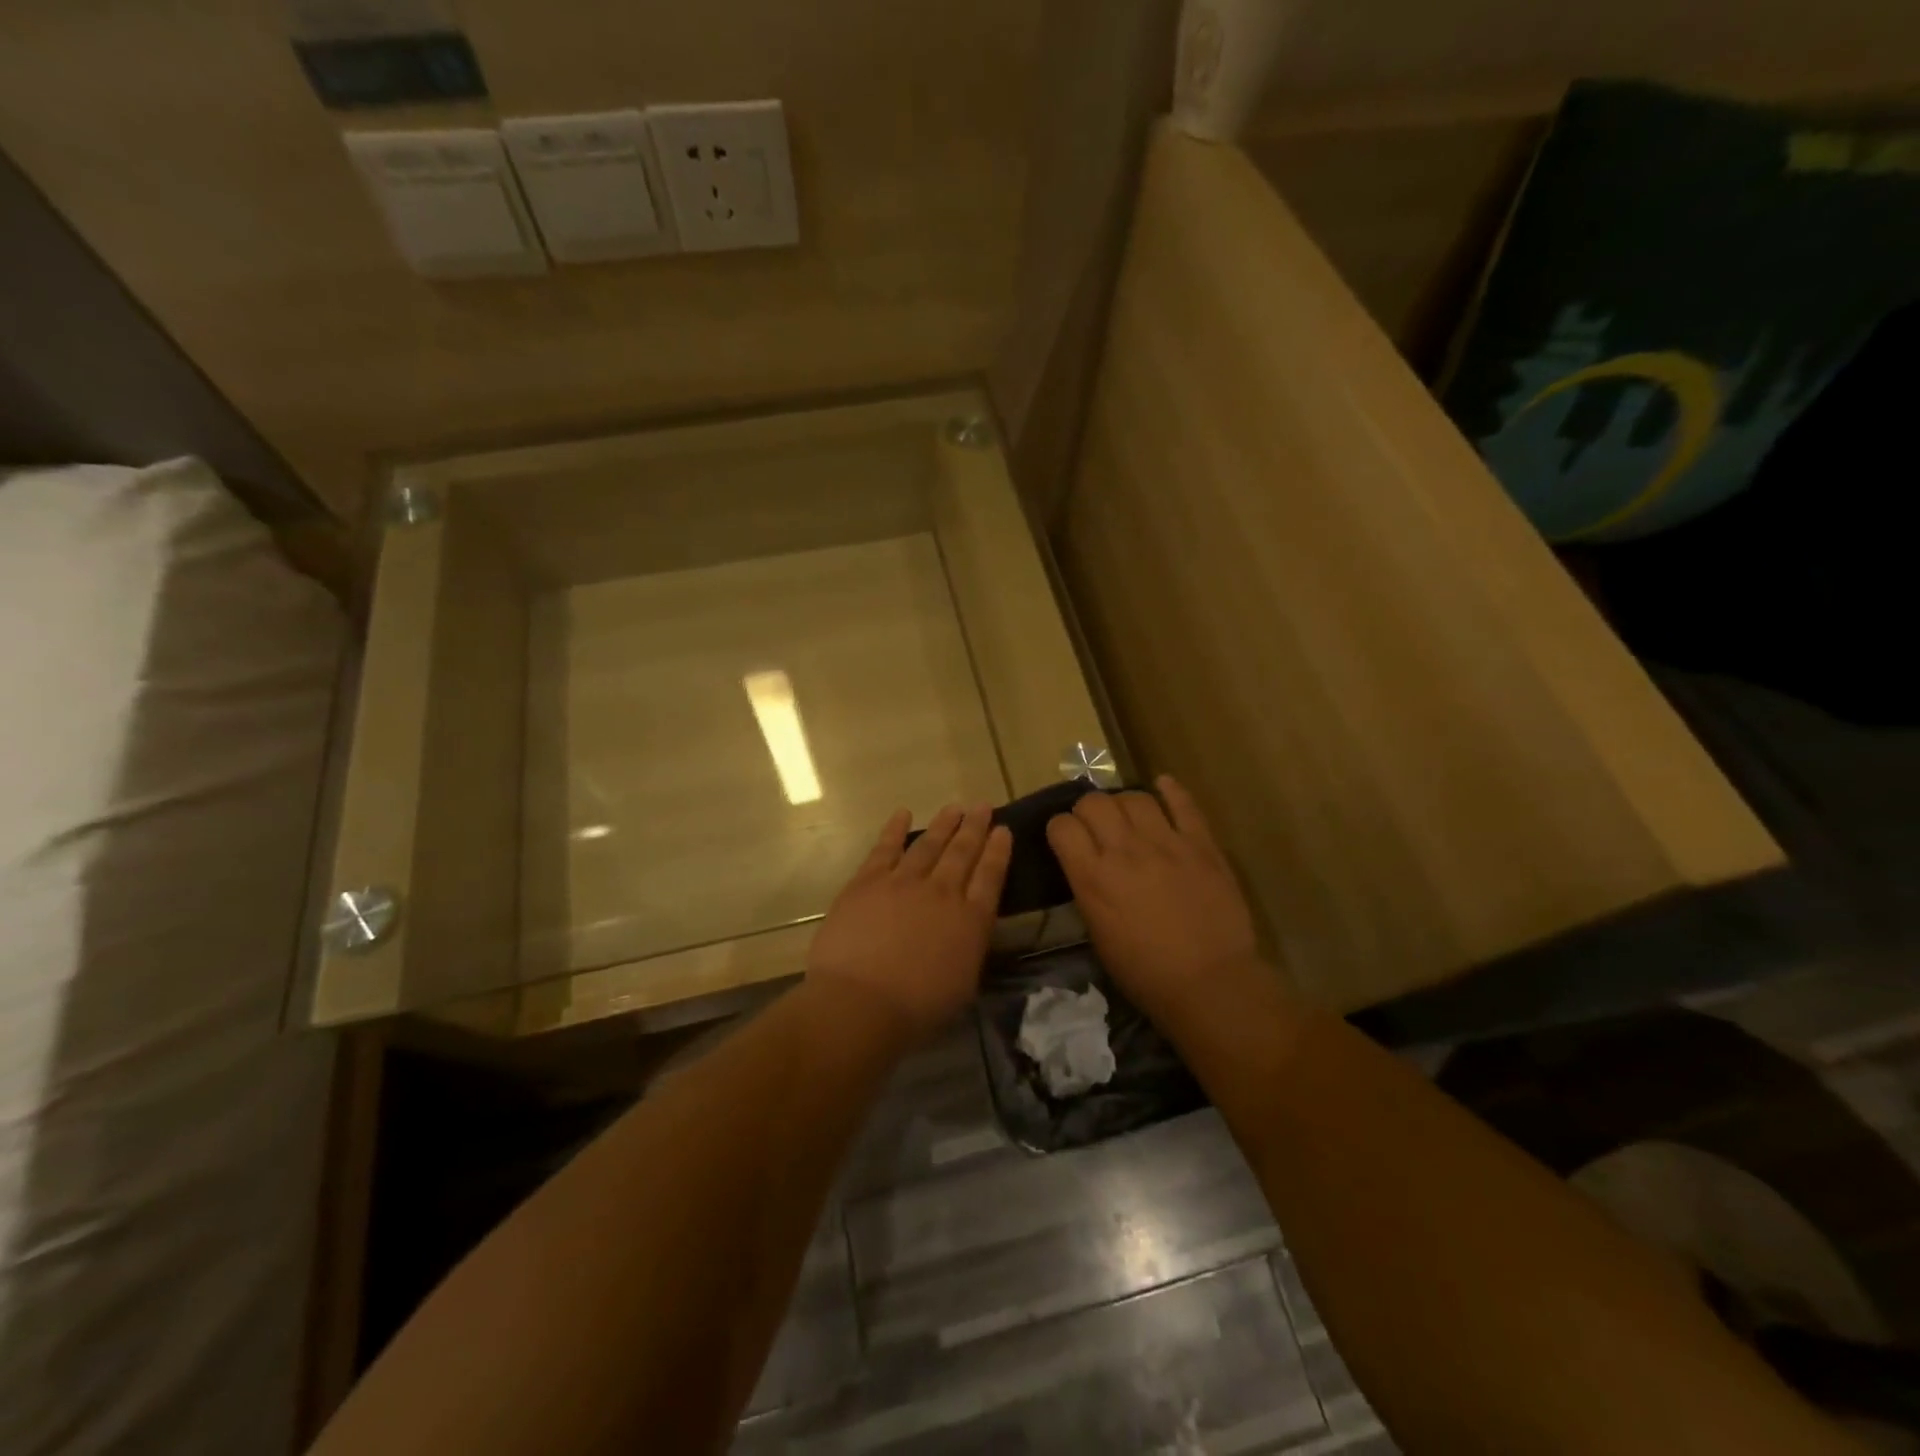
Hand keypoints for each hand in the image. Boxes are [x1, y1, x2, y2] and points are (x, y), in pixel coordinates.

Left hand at [806, 804, 1012, 1040]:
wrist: (860, 1003)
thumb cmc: (916, 1009)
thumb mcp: (962, 984)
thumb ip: (968, 947)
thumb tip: (967, 928)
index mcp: (970, 920)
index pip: (991, 876)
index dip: (998, 851)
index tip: (1003, 830)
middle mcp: (942, 892)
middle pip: (962, 852)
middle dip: (975, 827)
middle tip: (982, 806)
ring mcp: (903, 882)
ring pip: (929, 844)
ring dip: (943, 824)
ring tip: (954, 808)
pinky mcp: (868, 882)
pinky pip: (885, 847)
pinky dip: (895, 828)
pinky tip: (903, 813)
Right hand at [1046, 775, 1262, 1027]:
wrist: (1210, 983)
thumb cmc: (1145, 972)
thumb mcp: (1098, 933)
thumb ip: (1089, 890)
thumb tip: (1088, 867)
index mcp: (1093, 877)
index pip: (1062, 826)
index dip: (1060, 828)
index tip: (1066, 839)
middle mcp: (1124, 850)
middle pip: (1094, 802)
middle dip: (1087, 809)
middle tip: (1095, 826)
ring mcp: (1166, 843)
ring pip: (1135, 797)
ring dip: (1124, 803)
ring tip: (1128, 815)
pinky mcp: (1202, 844)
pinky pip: (1183, 804)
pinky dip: (1171, 791)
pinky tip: (1162, 785)